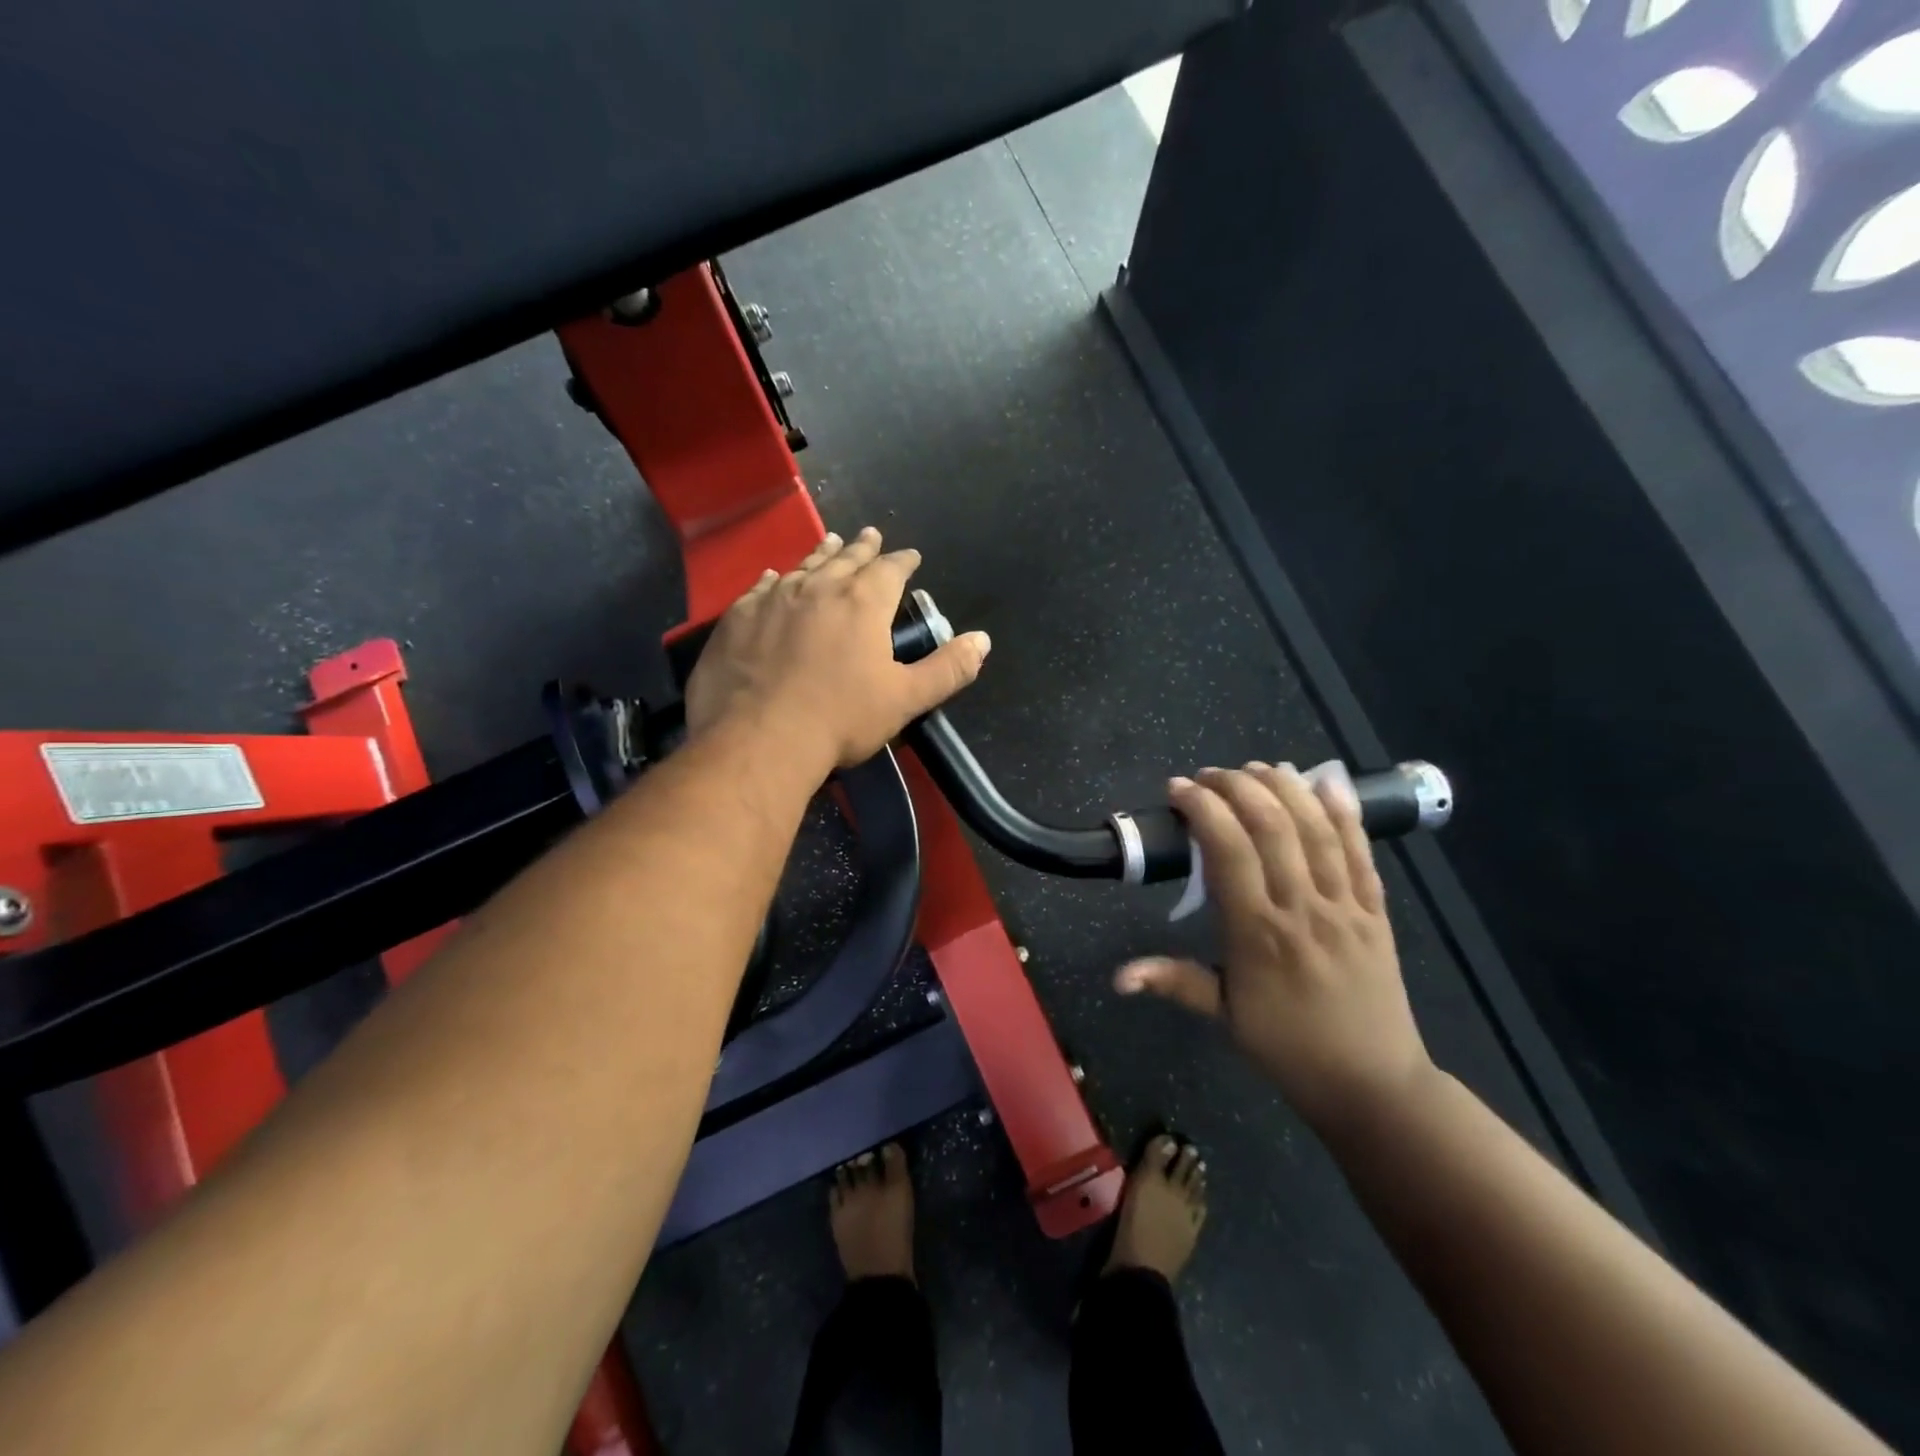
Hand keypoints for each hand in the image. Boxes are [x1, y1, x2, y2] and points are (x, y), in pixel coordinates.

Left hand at [684, 527, 991, 771]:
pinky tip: (774, 576)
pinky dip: (774, 579)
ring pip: (804, 566)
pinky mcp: (738, 618)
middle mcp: (819, 589)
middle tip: (870, 534)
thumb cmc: (840, 719)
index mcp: (863, 604)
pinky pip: (760, 587)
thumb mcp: (906, 699)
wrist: (759, 739)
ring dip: (822, 553)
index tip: (911, 555)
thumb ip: (947, 669)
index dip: (903, 562)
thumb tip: (982, 641)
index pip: (890, 571)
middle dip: (863, 548)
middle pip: (846, 560)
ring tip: (831, 540)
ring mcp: (774, 600)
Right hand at [1114, 763, 1435, 1132]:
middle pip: (1270, 825)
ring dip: (1285, 788)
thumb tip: (1117, 977)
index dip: (1202, 808)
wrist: (1371, 1083)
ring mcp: (1344, 905)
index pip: (1227, 849)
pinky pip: (1361, 851)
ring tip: (1257, 769)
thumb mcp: (1223, 1015)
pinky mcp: (1376, 910)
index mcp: (1257, 933)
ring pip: (1316, 829)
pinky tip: (1328, 782)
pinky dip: (1344, 813)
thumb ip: (1172, 982)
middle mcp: (1301, 908)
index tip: (1178, 790)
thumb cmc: (1287, 1046)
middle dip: (1237, 786)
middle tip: (1210, 776)